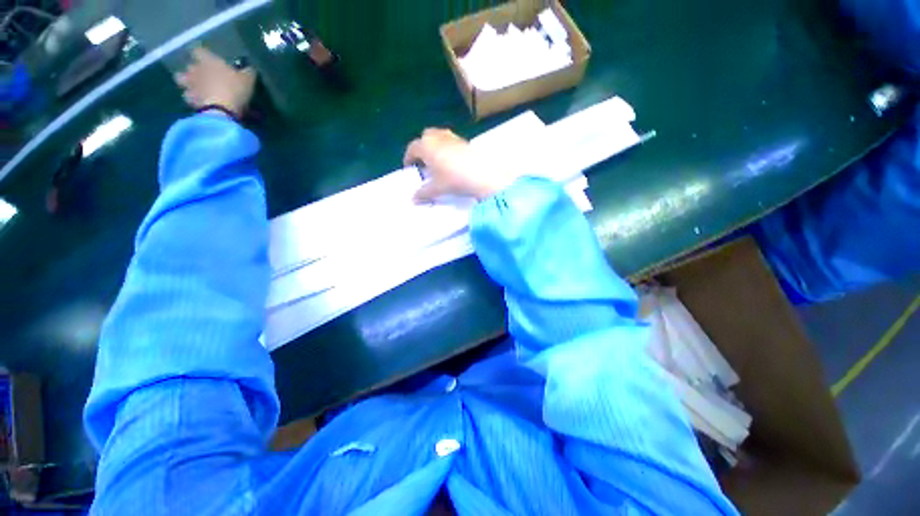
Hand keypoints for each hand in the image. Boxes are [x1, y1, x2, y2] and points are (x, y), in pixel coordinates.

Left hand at [174, 47, 255, 117]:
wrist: (222, 110)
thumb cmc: (234, 89)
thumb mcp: (248, 80)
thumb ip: (248, 73)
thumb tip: (249, 69)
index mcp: (210, 63)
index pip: (200, 52)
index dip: (202, 53)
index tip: (204, 55)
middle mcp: (197, 71)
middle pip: (190, 67)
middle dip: (193, 70)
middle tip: (198, 73)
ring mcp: (192, 86)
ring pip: (183, 81)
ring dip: (188, 83)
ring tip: (195, 87)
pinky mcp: (192, 101)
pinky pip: (190, 98)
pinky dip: (193, 99)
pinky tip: (199, 102)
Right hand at [404, 128, 515, 201]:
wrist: (481, 173)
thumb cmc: (453, 178)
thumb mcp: (437, 188)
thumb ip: (423, 193)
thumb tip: (414, 199)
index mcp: (426, 146)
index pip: (412, 148)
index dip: (408, 157)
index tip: (409, 167)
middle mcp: (438, 137)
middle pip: (425, 136)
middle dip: (422, 147)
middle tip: (423, 161)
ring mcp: (453, 137)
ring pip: (439, 136)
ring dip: (435, 146)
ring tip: (438, 161)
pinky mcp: (465, 141)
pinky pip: (451, 141)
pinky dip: (447, 148)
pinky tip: (452, 162)